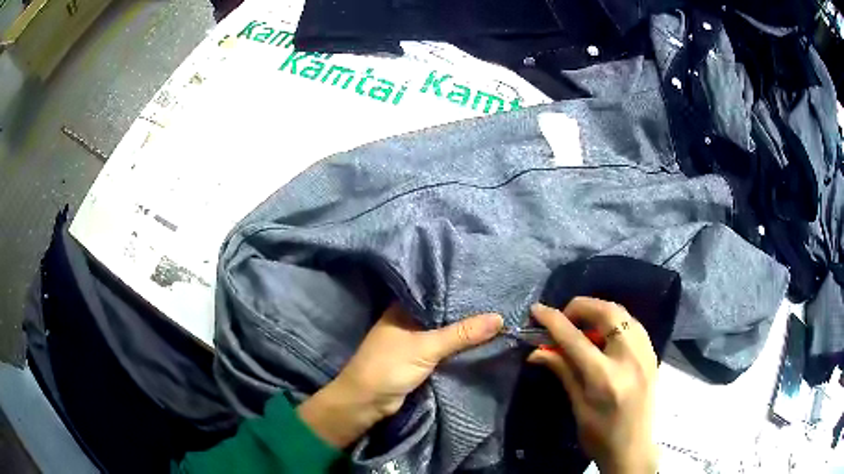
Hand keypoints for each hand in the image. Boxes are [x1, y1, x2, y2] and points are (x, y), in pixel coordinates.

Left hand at [297, 303, 502, 447]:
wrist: (366, 402)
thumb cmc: (389, 366)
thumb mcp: (426, 347)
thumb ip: (461, 333)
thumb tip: (499, 318)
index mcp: (402, 308)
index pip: (435, 293)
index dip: (459, 290)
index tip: (486, 286)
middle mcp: (407, 321)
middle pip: (442, 314)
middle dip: (465, 313)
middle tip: (497, 303)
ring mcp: (412, 342)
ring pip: (443, 333)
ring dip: (463, 332)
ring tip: (496, 319)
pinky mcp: (418, 360)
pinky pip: (443, 350)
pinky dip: (457, 348)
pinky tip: (480, 342)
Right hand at [527, 298, 657, 473]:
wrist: (633, 448)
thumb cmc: (599, 435)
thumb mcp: (577, 406)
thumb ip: (562, 371)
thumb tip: (536, 351)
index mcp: (605, 377)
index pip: (575, 339)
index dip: (553, 321)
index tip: (537, 309)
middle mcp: (630, 358)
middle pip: (606, 313)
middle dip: (581, 307)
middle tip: (564, 318)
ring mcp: (645, 353)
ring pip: (622, 313)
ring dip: (598, 311)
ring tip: (582, 324)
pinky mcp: (652, 353)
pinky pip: (633, 323)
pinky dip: (615, 321)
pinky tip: (604, 334)